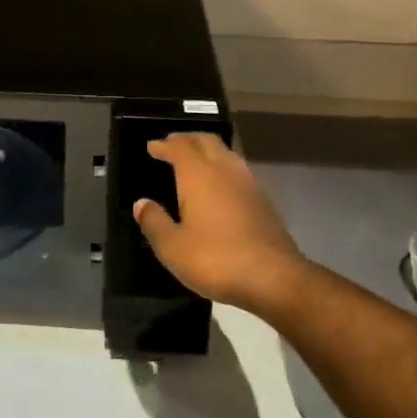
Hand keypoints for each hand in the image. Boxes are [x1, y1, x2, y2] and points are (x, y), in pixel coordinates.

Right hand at [132, 133, 307, 317]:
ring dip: (207, 150)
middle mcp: (224, 170)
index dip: (163, 145)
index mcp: (199, 175)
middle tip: (171, 145)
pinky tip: (218, 186)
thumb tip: (142, 204)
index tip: (152, 146)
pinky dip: (222, 167)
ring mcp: (248, 183)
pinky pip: (238, 170)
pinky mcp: (263, 200)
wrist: (274, 277)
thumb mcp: (173, 247)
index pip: (179, 147)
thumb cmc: (216, 259)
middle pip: (206, 141)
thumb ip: (154, 222)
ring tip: (194, 160)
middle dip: (187, 139)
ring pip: (226, 153)